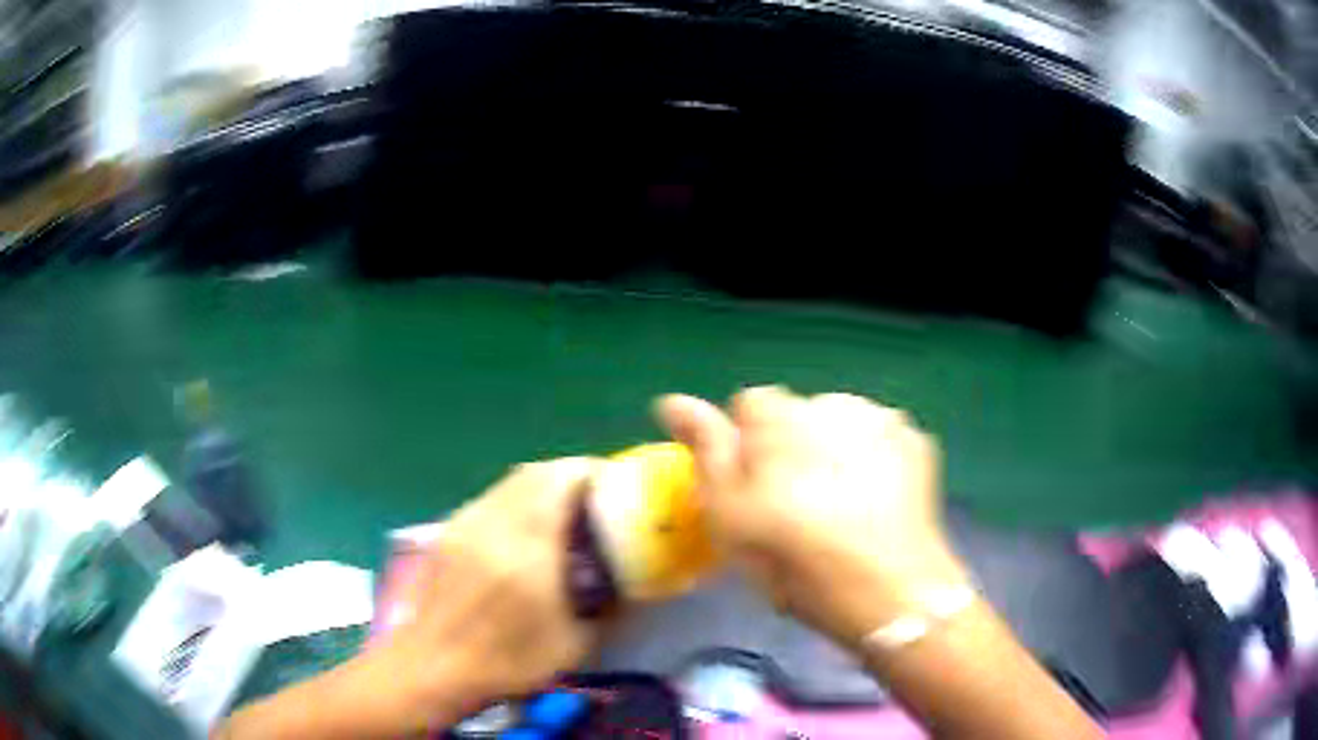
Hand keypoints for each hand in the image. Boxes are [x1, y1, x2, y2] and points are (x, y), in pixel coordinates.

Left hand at [219, 459, 602, 738]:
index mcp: (527, 548)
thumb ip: (605, 607)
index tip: (611, 484)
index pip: (559, 481)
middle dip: (567, 475)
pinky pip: (488, 499)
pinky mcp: (447, 533)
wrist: (433, 667)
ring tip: (558, 512)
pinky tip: (520, 533)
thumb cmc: (506, 662)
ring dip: (538, 486)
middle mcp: (492, 523)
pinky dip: (513, 501)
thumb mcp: (572, 644)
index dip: (588, 472)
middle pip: (533, 473)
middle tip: (591, 498)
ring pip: (508, 483)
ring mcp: (464, 524)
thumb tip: (627, 584)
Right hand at [657, 387, 967, 646]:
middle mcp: (831, 402)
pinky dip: (874, 462)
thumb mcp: (728, 514)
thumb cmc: (794, 559)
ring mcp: (881, 419)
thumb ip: (704, 448)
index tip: (752, 492)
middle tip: (796, 508)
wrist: (889, 591)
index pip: (749, 406)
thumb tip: (670, 400)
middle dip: (792, 447)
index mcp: (779, 417)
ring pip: (842, 426)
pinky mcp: (918, 443)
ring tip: (840, 508)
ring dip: (834, 451)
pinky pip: (880, 441)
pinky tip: (875, 503)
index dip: (745, 448)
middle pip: (798, 416)